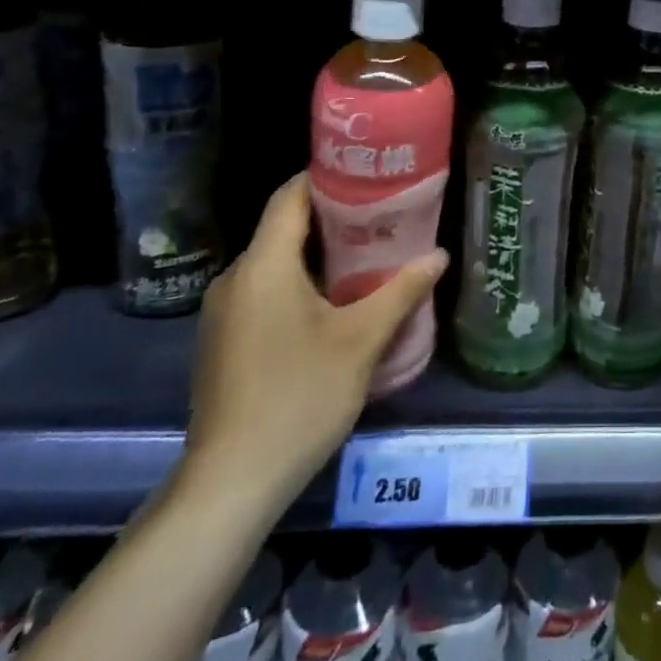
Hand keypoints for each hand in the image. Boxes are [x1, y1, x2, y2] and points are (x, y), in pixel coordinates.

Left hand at [180, 173, 447, 515]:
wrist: (231, 482)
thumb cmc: (299, 397)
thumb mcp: (361, 340)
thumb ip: (401, 291)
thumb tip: (439, 255)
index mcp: (264, 265)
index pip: (290, 196)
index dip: (328, 178)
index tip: (370, 177)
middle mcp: (236, 278)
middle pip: (284, 228)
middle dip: (334, 220)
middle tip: (384, 220)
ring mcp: (223, 313)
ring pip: (275, 264)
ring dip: (318, 257)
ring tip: (368, 260)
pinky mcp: (222, 342)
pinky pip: (264, 293)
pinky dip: (298, 285)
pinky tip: (333, 307)